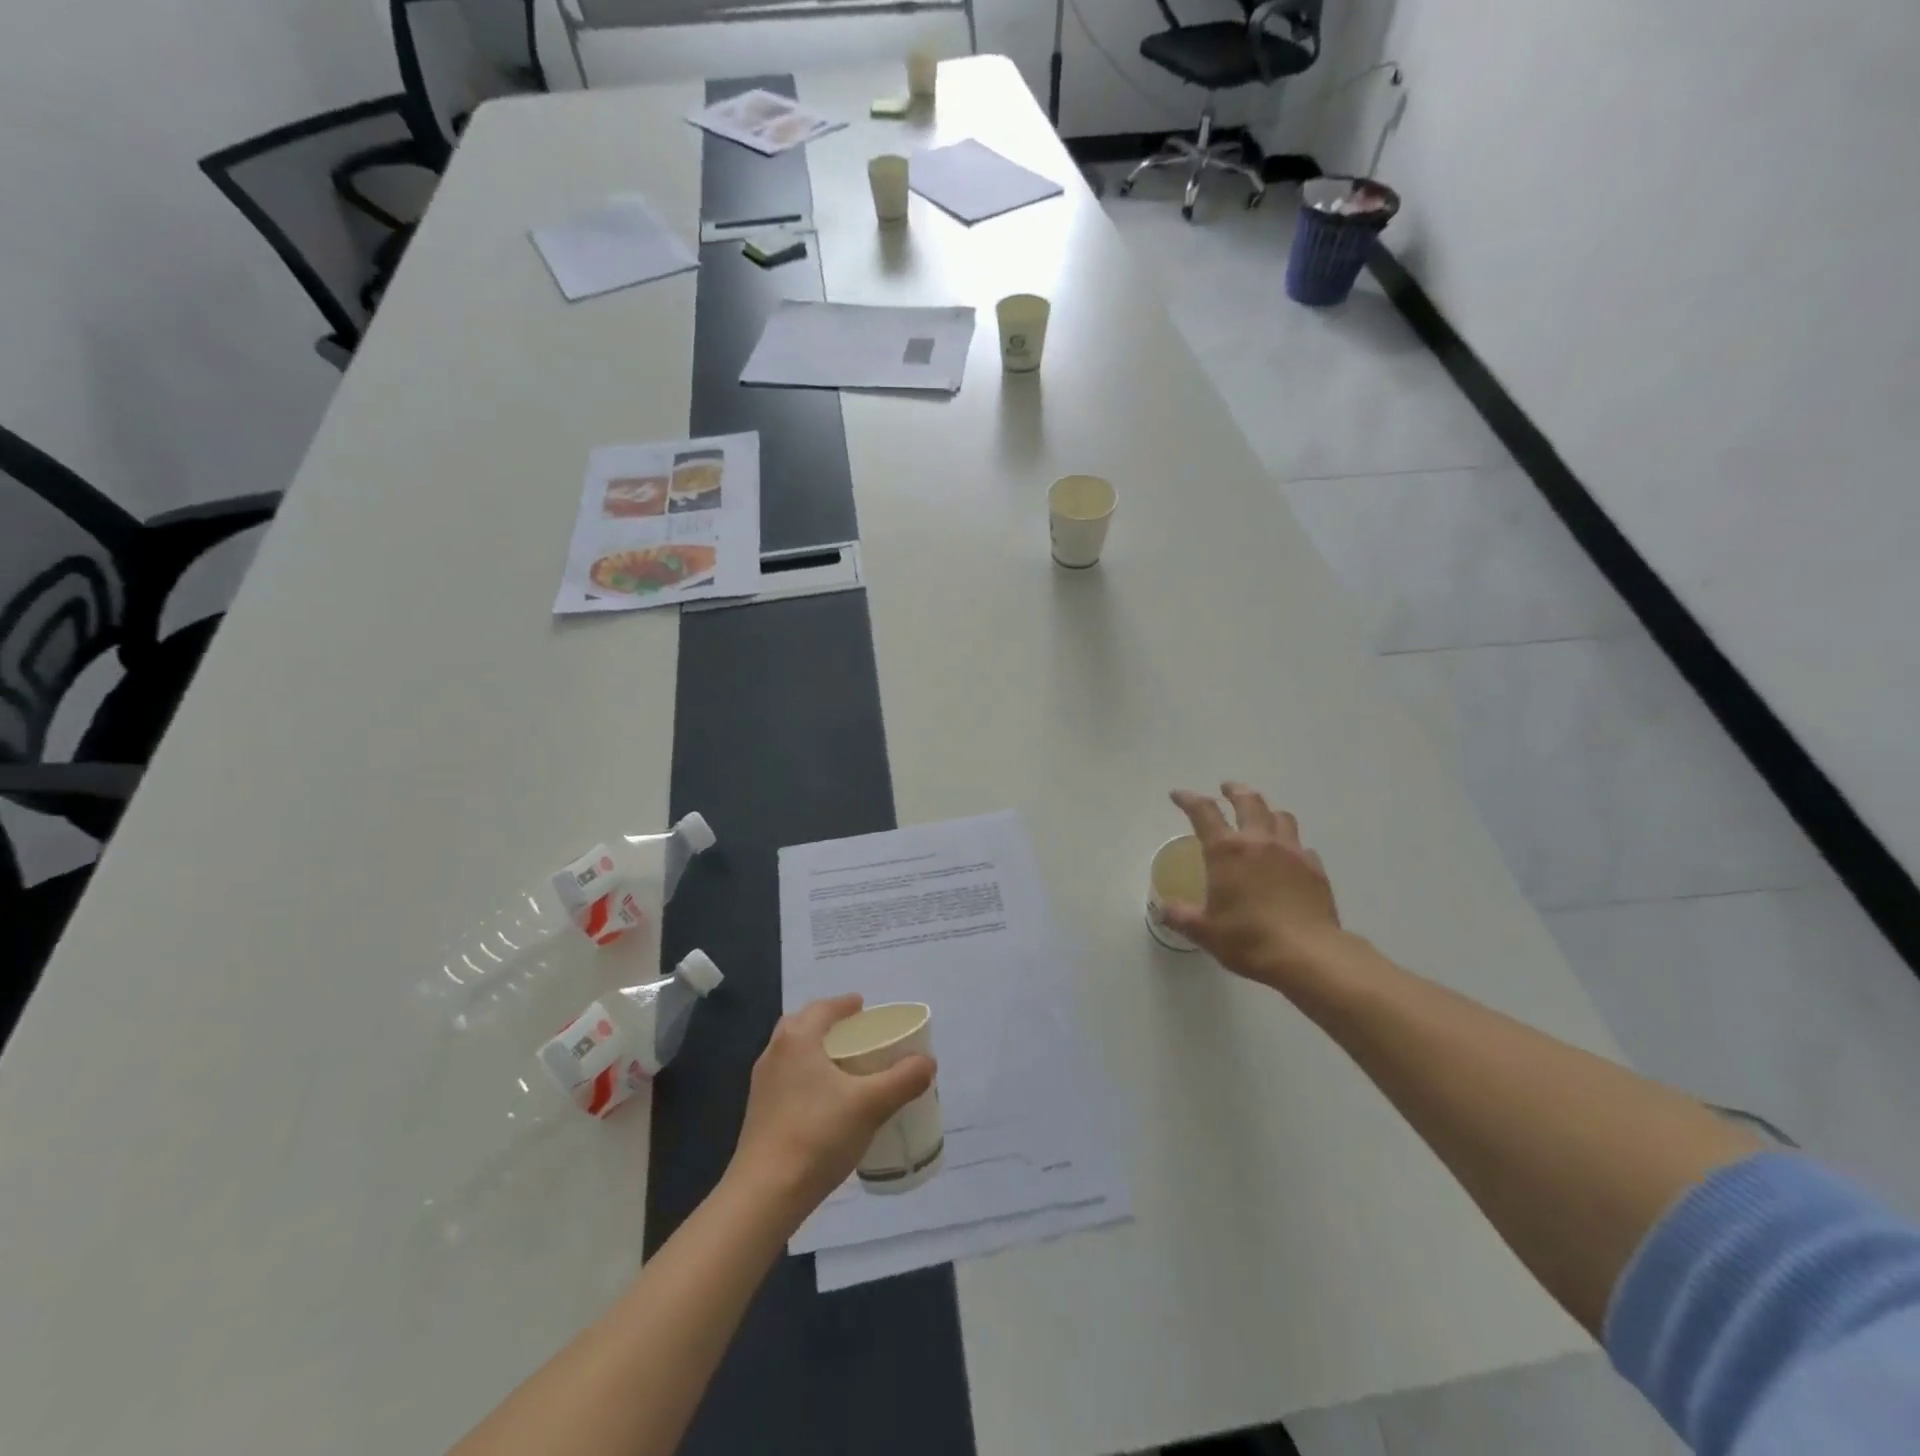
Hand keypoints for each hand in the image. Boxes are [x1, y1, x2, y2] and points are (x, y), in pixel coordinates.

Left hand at [728, 994, 935, 1221]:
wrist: (765, 1195)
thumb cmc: (818, 1135)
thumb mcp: (870, 1105)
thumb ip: (903, 1079)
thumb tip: (928, 1062)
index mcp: (797, 1039)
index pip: (823, 1008)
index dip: (845, 1004)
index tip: (863, 1006)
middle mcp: (774, 1053)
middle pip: (803, 1025)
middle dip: (827, 1024)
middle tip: (855, 1033)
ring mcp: (762, 1085)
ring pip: (792, 1053)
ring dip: (816, 1050)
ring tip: (844, 1065)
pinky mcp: (759, 1113)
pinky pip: (787, 1079)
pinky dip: (807, 1075)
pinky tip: (825, 1100)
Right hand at [1164, 783, 1342, 990]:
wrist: (1307, 955)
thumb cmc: (1247, 938)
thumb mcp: (1203, 931)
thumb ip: (1180, 915)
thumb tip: (1163, 909)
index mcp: (1227, 850)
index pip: (1203, 811)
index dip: (1188, 799)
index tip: (1178, 795)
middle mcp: (1259, 841)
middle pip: (1248, 801)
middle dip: (1234, 791)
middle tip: (1226, 789)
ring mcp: (1292, 852)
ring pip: (1280, 816)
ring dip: (1266, 811)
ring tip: (1261, 816)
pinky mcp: (1315, 868)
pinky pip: (1301, 845)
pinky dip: (1290, 843)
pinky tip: (1287, 856)